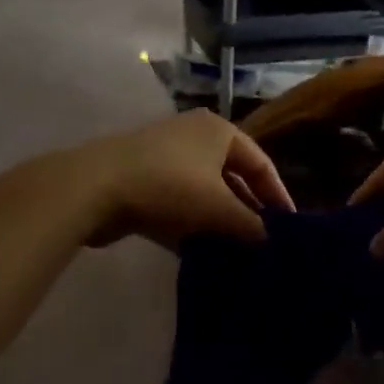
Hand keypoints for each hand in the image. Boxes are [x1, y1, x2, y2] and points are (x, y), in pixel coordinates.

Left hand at [73, 110, 295, 248]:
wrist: (94, 187)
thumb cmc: (169, 186)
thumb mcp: (218, 207)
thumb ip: (251, 225)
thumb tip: (273, 242)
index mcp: (219, 131)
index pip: (261, 163)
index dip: (277, 196)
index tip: (289, 227)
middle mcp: (195, 137)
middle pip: (232, 177)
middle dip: (247, 210)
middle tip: (264, 243)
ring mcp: (165, 157)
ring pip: (203, 193)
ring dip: (219, 221)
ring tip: (236, 252)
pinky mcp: (142, 180)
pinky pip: (178, 203)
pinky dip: (191, 224)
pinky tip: (200, 252)